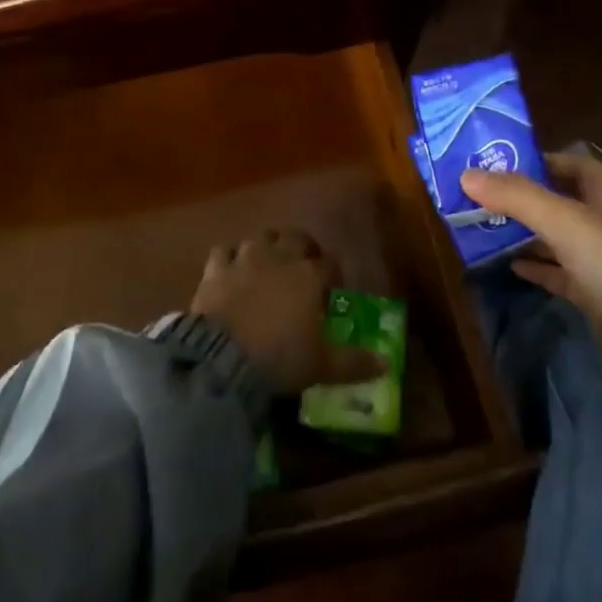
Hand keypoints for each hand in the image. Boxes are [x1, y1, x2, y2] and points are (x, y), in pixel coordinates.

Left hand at [190, 229, 385, 392]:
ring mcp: (244, 259)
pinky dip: (229, 258)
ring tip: (268, 266)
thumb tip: (386, 363)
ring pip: (260, 239)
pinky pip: (224, 251)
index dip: (332, 273)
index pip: (328, 263)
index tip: (332, 290)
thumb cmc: (280, 358)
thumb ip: (354, 362)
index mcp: (308, 275)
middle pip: (295, 237)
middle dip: (302, 248)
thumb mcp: (322, 365)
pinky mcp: (215, 269)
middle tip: (304, 268)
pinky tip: (231, 271)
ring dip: (267, 248)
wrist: (222, 358)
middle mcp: (278, 257)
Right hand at [462, 153, 601, 411]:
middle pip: (560, 200)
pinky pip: (560, 273)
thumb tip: (466, 174)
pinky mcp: (598, 298)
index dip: (536, 159)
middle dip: (521, 197)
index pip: (571, 163)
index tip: (494, 161)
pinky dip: (536, 267)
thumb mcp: (564, 221)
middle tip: (477, 193)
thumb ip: (515, 196)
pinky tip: (508, 265)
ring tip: (481, 225)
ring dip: (524, 232)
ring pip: (557, 237)